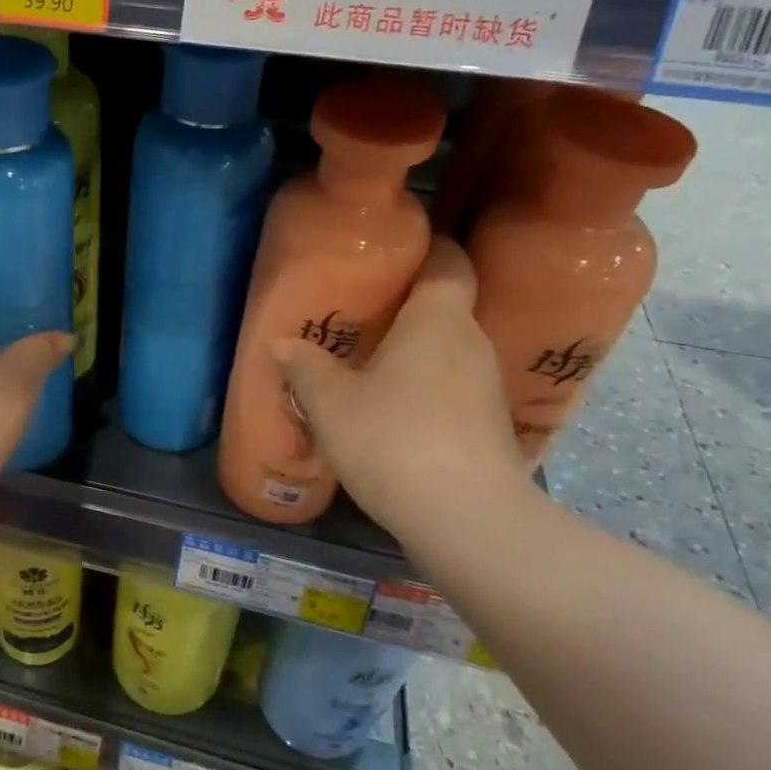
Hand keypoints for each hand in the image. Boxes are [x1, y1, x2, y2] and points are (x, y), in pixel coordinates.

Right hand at [272, 237, 523, 540]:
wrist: (468, 521)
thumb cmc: (394, 439)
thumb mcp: (331, 402)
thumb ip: (305, 367)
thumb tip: (281, 344)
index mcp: (438, 320)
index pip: (448, 261)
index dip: (427, 247)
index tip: (392, 250)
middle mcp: (471, 343)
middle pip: (445, 306)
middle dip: (406, 306)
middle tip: (360, 311)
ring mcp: (486, 387)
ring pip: (447, 351)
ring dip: (413, 352)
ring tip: (367, 363)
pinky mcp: (489, 426)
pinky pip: (451, 387)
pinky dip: (424, 388)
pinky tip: (391, 410)